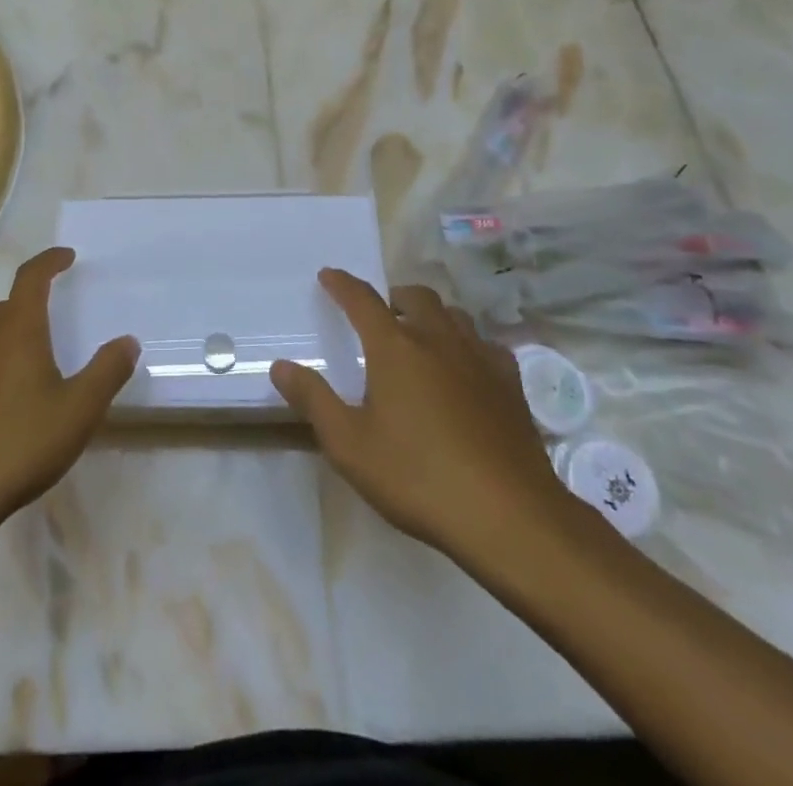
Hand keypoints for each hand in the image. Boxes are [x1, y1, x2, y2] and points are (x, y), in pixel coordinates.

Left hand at [0, 248, 138, 539]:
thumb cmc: (18, 443)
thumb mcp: (78, 410)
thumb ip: (107, 372)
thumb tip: (128, 341)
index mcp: (17, 331)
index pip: (31, 278)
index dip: (49, 261)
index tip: (68, 257)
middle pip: (8, 307)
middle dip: (33, 301)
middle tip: (56, 311)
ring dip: (13, 335)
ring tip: (36, 359)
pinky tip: (6, 403)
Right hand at [272, 270, 580, 572]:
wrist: (509, 515)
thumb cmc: (418, 477)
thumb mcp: (349, 445)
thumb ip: (313, 400)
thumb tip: (281, 366)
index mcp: (395, 347)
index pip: (362, 300)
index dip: (342, 285)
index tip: (329, 276)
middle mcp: (438, 339)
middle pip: (415, 297)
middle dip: (393, 296)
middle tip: (380, 313)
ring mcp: (480, 359)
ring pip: (454, 315)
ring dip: (431, 315)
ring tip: (420, 336)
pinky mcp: (510, 384)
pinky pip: (486, 345)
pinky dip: (468, 344)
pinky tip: (466, 369)